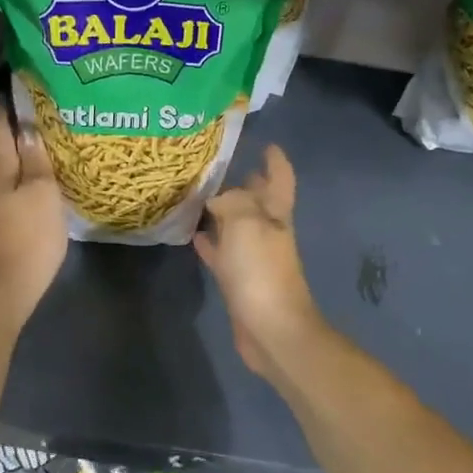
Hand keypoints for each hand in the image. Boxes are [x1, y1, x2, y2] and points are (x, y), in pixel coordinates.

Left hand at [0, 100, 67, 323]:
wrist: (9, 286)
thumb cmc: (29, 235)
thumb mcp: (41, 193)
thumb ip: (35, 160)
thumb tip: (27, 128)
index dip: (5, 109)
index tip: (12, 88)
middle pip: (2, 151)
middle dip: (16, 132)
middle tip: (40, 114)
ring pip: (7, 173)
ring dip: (22, 158)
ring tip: (44, 146)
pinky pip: (12, 192)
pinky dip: (24, 180)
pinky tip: (39, 183)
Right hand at [195, 145, 323, 381]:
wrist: (271, 329)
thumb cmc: (262, 271)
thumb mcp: (246, 223)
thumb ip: (232, 202)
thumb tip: (218, 197)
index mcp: (276, 215)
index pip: (279, 179)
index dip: (275, 160)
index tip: (265, 143)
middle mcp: (267, 232)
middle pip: (258, 201)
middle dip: (247, 182)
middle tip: (220, 165)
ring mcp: (254, 258)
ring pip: (237, 227)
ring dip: (223, 211)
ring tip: (199, 194)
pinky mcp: (238, 281)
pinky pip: (222, 254)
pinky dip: (210, 243)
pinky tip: (193, 235)